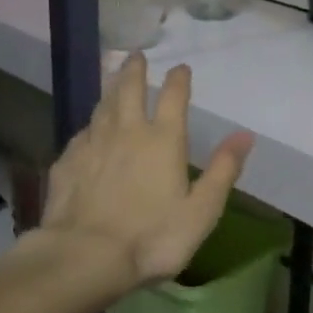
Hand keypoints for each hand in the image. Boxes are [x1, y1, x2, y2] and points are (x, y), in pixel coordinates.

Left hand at [41, 53, 253, 290]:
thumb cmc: (152, 237)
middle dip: (134, 70)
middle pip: (128, 90)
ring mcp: (92, 146)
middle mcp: (126, 132)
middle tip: (135, 55)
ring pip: (102, 107)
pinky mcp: (66, 164)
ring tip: (113, 80)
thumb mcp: (202, 210)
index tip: (180, 67)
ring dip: (110, 90)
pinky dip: (89, 126)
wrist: (84, 257)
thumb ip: (223, 170)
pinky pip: (81, 135)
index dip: (178, 80)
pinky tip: (88, 131)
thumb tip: (245, 135)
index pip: (173, 97)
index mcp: (163, 141)